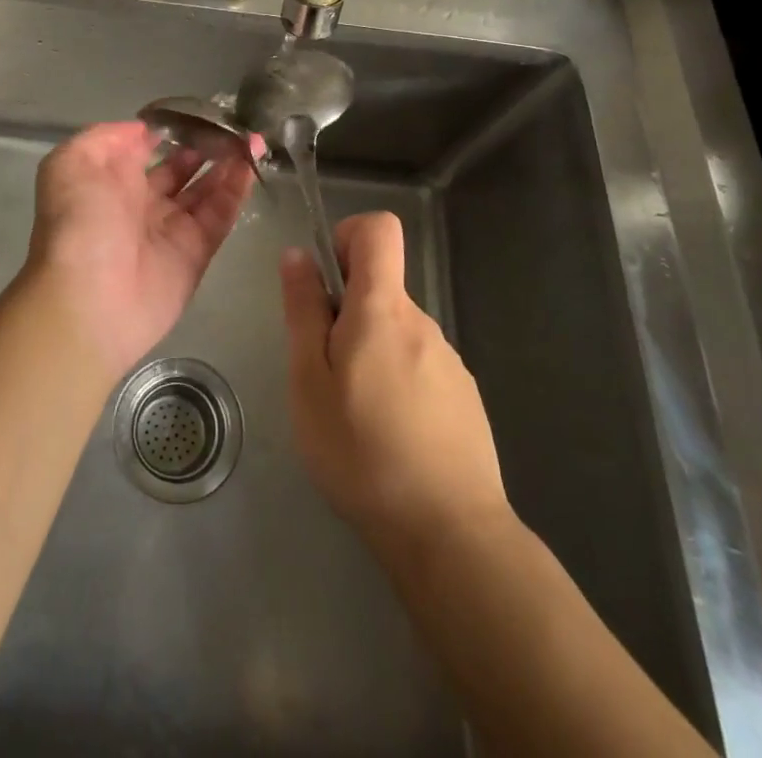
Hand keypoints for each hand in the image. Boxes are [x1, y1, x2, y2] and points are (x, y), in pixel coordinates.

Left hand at [26, 121, 257, 379]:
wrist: (90, 299)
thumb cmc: (78, 223)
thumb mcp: (72, 162)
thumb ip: (106, 137)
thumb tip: (144, 130)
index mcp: (110, 180)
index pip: (144, 148)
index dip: (169, 130)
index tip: (197, 111)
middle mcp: (140, 202)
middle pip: (180, 169)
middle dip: (204, 147)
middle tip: (231, 126)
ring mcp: (170, 229)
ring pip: (204, 190)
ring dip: (226, 164)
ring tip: (250, 139)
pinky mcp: (195, 253)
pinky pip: (219, 216)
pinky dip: (236, 191)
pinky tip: (250, 165)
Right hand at [281, 211, 509, 554]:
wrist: (450, 534)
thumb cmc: (362, 452)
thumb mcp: (309, 381)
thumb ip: (303, 311)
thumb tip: (298, 254)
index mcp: (383, 309)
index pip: (378, 228)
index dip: (347, 236)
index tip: (326, 282)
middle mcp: (422, 321)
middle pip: (380, 287)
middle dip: (346, 313)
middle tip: (324, 374)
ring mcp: (449, 360)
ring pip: (396, 331)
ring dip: (370, 352)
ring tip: (355, 415)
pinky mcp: (463, 395)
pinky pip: (419, 365)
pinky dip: (397, 381)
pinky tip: (390, 437)